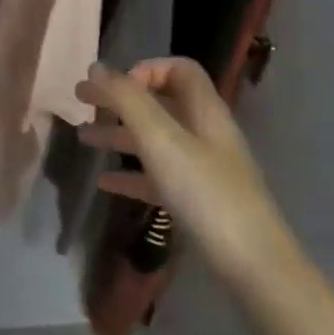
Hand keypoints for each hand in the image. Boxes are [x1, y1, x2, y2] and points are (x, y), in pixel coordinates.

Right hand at [76, 58, 301, 291]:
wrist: (254, 267)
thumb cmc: (206, 193)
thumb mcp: (161, 140)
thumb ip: (127, 100)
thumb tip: (96, 67)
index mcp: (204, 110)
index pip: (178, 69)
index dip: (144, 69)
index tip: (114, 89)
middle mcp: (204, 133)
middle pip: (159, 103)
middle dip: (119, 99)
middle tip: (80, 100)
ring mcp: (202, 169)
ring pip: (154, 140)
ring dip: (118, 134)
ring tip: (82, 138)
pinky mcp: (196, 201)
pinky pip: (157, 177)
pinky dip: (129, 174)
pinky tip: (103, 183)